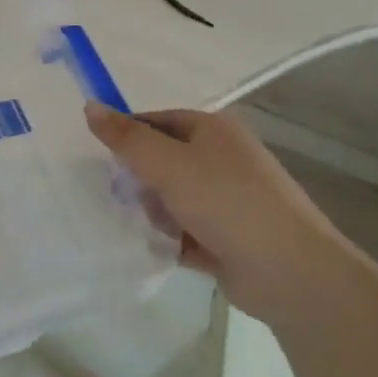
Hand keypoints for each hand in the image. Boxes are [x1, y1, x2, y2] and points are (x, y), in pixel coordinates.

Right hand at [84, 103, 357, 323]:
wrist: (289, 271)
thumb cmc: (226, 203)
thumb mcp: (167, 165)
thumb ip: (126, 138)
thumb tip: (88, 105)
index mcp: (213, 129)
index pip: (154, 122)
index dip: (126, 139)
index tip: (102, 163)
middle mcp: (222, 158)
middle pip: (160, 161)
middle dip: (140, 183)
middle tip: (125, 200)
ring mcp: (227, 198)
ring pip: (169, 198)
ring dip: (155, 215)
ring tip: (152, 230)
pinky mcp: (227, 235)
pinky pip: (184, 230)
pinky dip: (170, 239)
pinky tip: (160, 250)